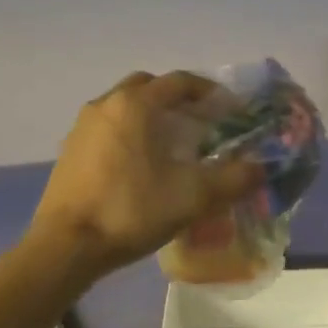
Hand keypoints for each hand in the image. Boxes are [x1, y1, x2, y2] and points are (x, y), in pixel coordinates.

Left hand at [29, 71, 263, 274]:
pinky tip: (141, 164)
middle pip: (149, 86)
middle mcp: (107, 104)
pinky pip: (108, 128)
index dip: (210, 91)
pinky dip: (130, 133)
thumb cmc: (131, 210)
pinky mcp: (70, 151)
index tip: (231, 109)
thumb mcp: (193, 196)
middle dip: (177, 98)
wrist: (66, 246)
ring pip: (125, 106)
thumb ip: (233, 178)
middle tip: (201, 121)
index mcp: (136, 104)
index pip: (180, 81)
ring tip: (173, 143)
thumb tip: (261, 168)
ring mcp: (83, 127)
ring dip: (151, 115)